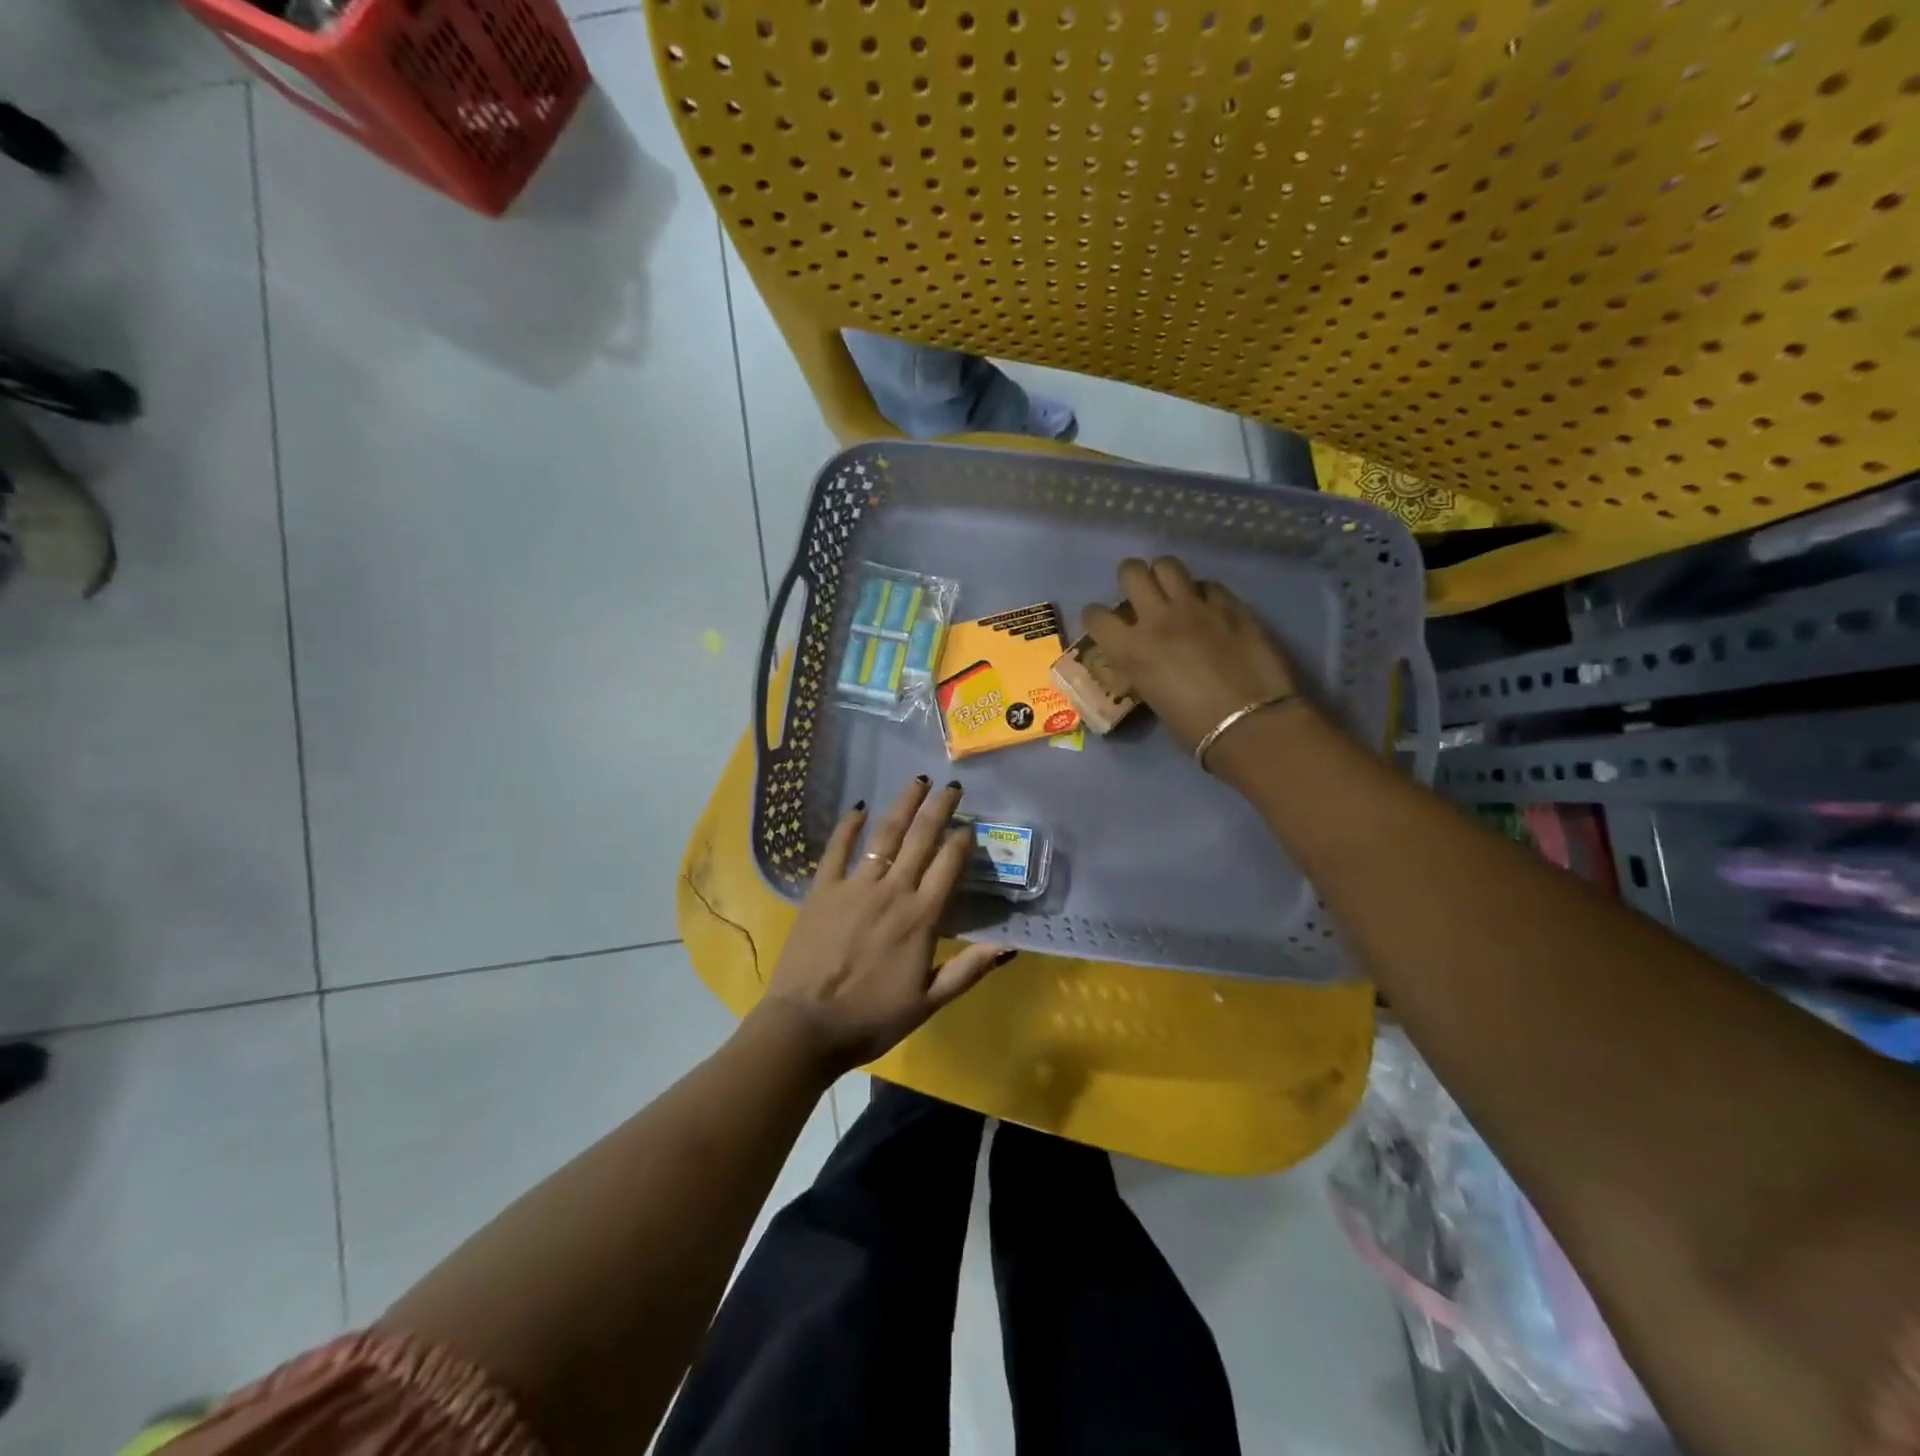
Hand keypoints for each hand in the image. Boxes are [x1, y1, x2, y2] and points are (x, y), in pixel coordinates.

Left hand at [753, 776, 1010, 1074]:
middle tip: (951, 787)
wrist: (807, 1026)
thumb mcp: (928, 1002)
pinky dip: (848, 825)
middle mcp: (892, 891)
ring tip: (917, 782)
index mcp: (921, 918)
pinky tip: (859, 807)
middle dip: (939, 809)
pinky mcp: (822, 889)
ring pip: (885, 835)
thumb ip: (968, 970)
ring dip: (903, 805)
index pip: (949, 866)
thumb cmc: (872, 1018)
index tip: (969, 825)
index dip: (962, 841)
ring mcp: (855, 886)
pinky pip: (837, 849)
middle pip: (921, 839)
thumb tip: (1009, 946)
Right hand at [1082, 556, 1299, 755]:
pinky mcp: (1231, 606)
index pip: (1095, 615)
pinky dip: (1203, 593)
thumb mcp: (1152, 698)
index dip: (1096, 617)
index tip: (1104, 625)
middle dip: (1131, 579)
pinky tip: (1209, 609)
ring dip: (1165, 576)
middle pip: (1132, 572)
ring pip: (1168, 565)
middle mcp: (1157, 619)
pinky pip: (1209, 585)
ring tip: (1172, 593)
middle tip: (1139, 595)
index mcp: (1131, 650)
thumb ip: (1144, 667)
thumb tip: (1148, 658)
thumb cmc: (1195, 729)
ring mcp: (1196, 608)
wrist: (1250, 726)